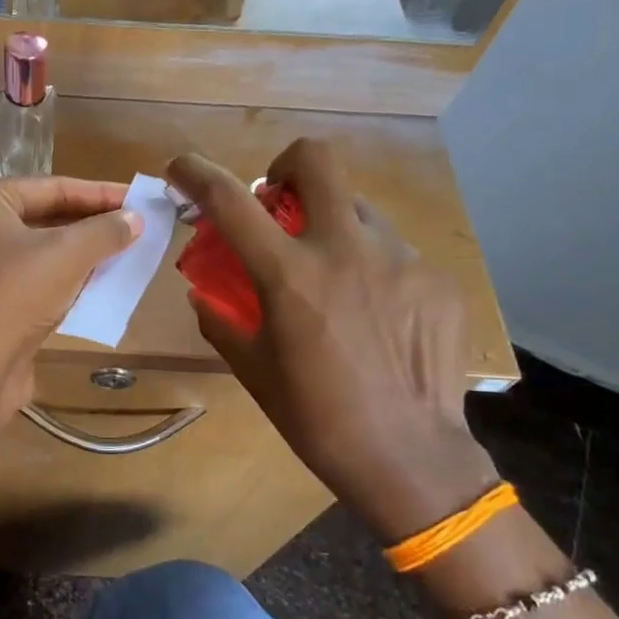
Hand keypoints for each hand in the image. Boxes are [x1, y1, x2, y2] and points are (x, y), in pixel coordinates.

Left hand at [0, 177, 141, 430]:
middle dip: (91, 225)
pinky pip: (34, 283)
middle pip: (44, 218)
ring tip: (127, 254)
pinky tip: (99, 286)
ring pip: (41, 253)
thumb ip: (105, 231)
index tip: (139, 199)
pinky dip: (66, 282)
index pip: (50, 187)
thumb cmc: (12, 295)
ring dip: (82, 255)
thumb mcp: (66, 255)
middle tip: (137, 227)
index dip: (99, 193)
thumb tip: (136, 219)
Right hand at [166, 140, 496, 541]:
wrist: (409, 458)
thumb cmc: (316, 418)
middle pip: (316, 160)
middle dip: (286, 167)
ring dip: (331, 225)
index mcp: (290, 274)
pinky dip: (371, 265)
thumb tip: (205, 295)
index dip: (196, 173)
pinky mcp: (437, 278)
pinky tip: (375, 314)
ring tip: (333, 274)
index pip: (231, 200)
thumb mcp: (252, 369)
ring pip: (357, 209)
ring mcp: (401, 259)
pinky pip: (394, 251)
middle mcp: (346, 249)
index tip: (181, 168)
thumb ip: (221, 321)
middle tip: (279, 201)